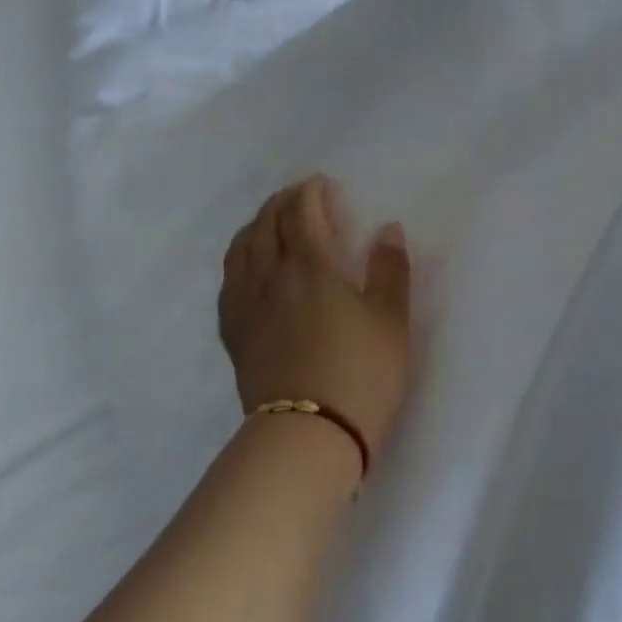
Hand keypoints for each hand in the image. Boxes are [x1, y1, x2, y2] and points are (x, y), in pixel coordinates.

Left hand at [219, 176, 413, 470]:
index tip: (321, 184)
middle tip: (299, 197)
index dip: (310, 192)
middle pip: (267, 223)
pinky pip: (229, 281)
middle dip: (282, 202)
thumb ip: (390, 270)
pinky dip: (240, 259)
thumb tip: (387, 228)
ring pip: (241, 248)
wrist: (307, 437)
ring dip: (256, 225)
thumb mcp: (391, 321)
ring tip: (270, 223)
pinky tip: (248, 268)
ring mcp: (246, 305)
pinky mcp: (235, 333)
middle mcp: (271, 275)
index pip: (302, 212)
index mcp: (311, 265)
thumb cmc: (360, 374)